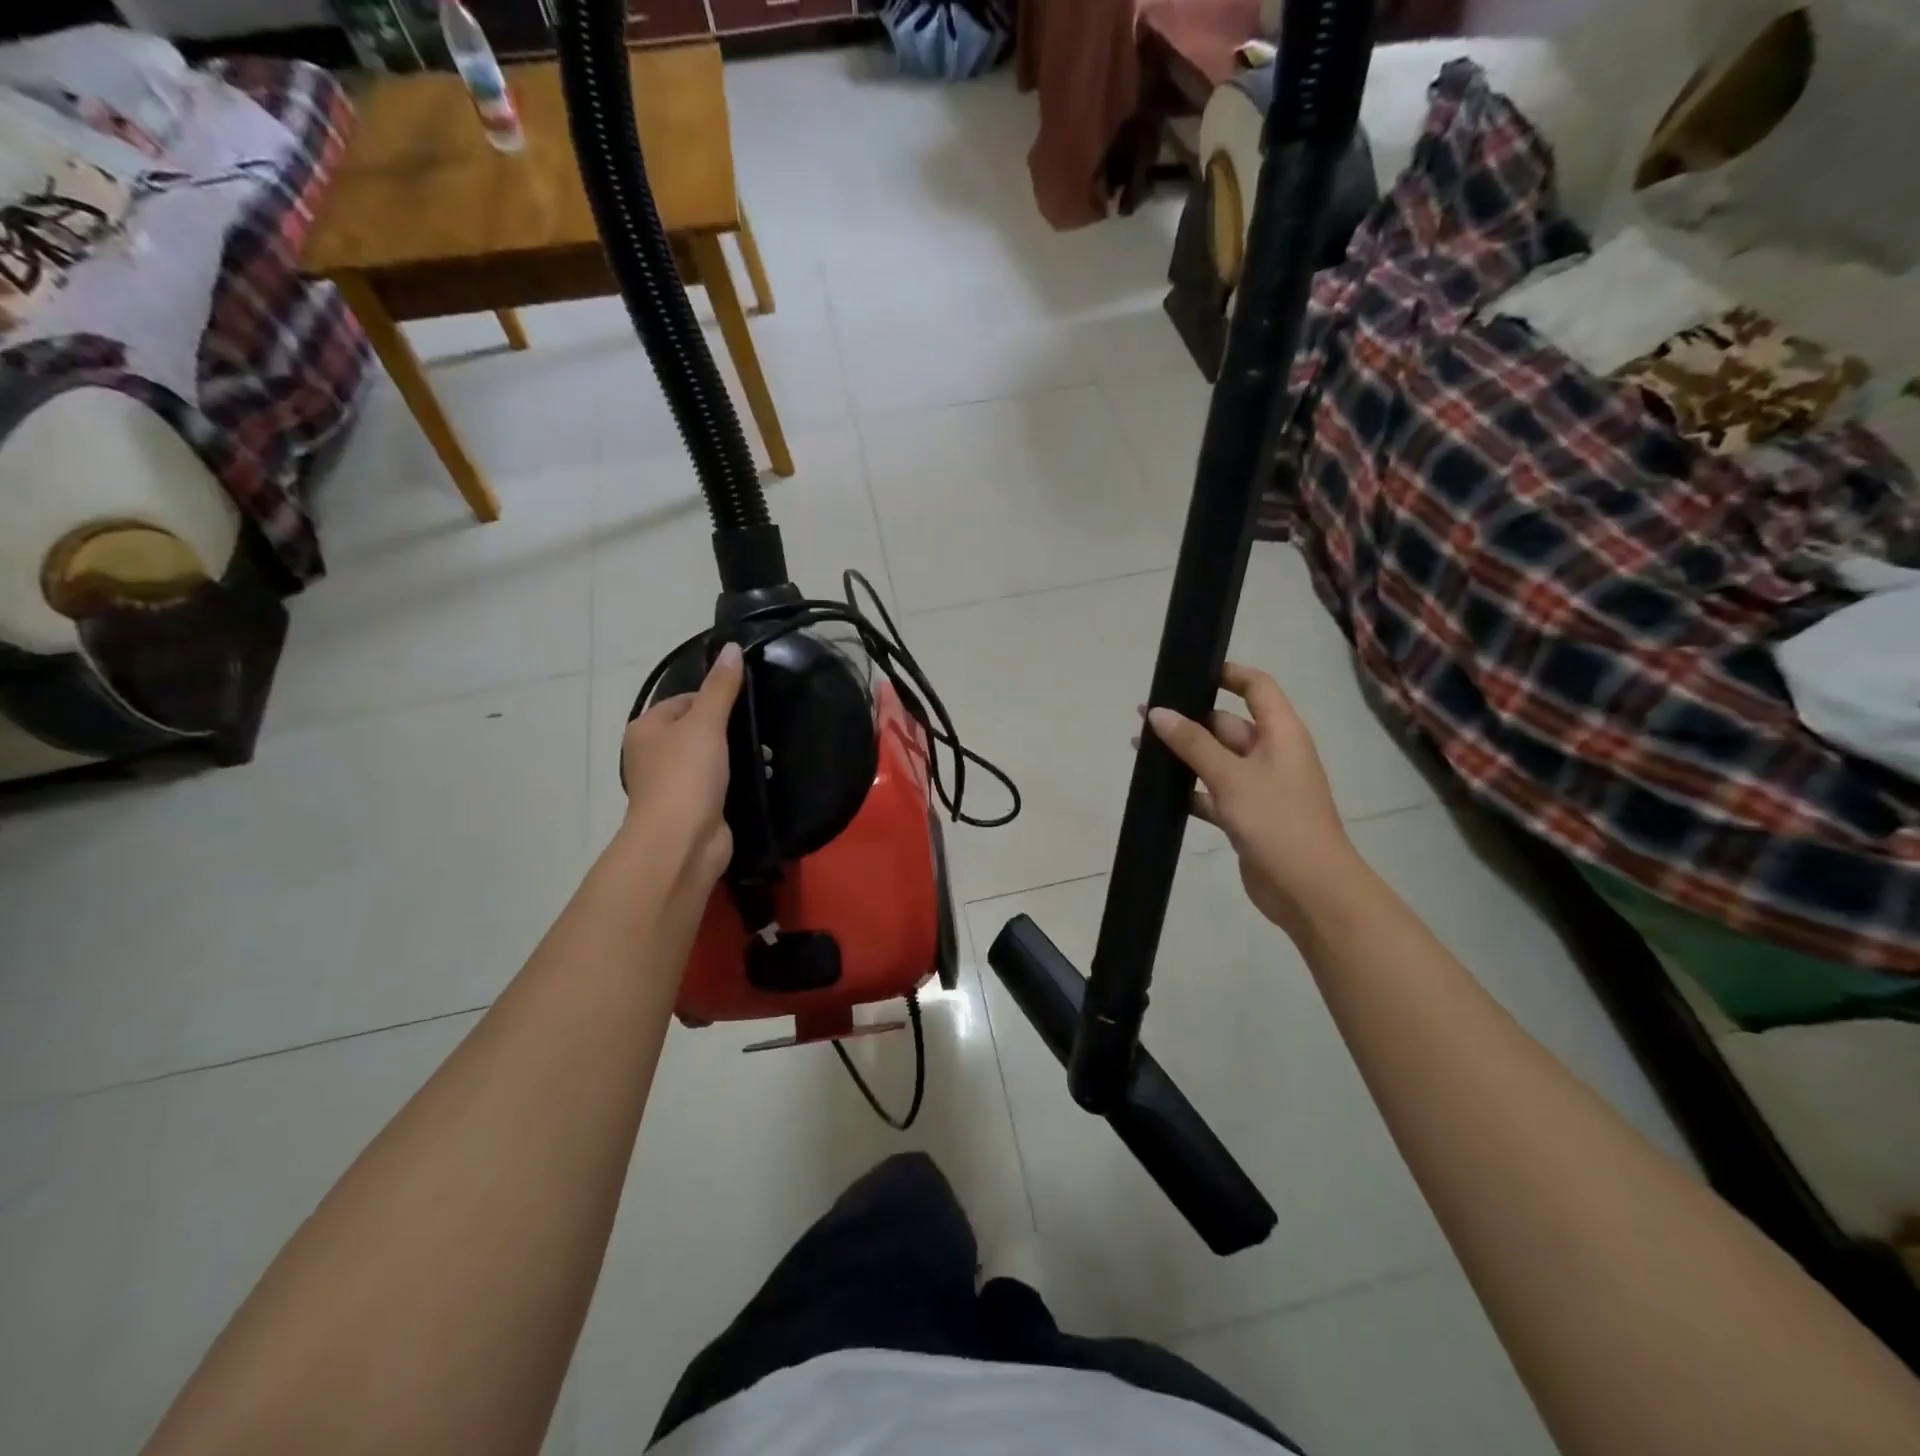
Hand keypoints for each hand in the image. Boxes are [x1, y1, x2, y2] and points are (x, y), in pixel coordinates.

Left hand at [619, 643, 742, 889]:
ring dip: (735, 757)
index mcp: (646, 728)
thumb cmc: (686, 776)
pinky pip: (717, 785)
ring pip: (710, 758)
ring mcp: (672, 784)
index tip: (746, 704)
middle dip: (729, 730)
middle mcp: (653, 754)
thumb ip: (721, 687)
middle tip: (760, 728)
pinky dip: (736, 781)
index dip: (716, 698)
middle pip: (698, 729)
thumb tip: (731, 647)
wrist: (681, 842)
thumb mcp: (706, 723)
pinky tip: (759, 778)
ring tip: (766, 754)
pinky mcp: (693, 808)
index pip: (685, 700)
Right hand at [1145, 662, 1361, 935]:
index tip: (1188, 671)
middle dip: (1189, 719)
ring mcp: (1260, 787)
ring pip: (1216, 760)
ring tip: (1140, 748)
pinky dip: (1189, 790)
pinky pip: (1213, 793)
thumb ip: (1192, 743)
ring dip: (1183, 755)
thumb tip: (1157, 713)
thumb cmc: (1277, 820)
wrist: (1308, 889)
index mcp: (1281, 733)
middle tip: (1144, 716)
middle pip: (1227, 724)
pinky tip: (1158, 789)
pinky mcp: (1247, 817)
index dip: (1227, 673)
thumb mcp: (1232, 775)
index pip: (1257, 687)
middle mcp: (1272, 754)